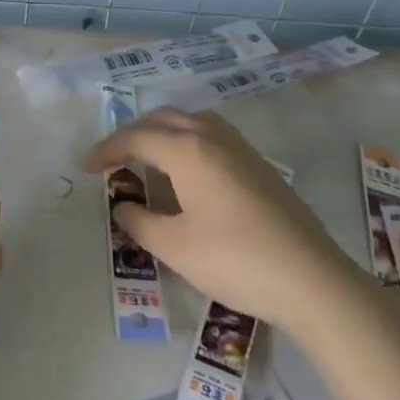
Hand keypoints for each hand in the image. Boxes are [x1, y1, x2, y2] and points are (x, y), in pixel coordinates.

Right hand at [85, 107, 360, 333]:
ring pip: (190, 120)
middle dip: (132, 134)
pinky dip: (186, 140)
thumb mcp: (175, 247)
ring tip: (146, 158)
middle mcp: (212, 136)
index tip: (87, 168)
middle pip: (162, 119)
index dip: (106, 150)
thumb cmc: (236, 260)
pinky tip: (187, 171)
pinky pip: (210, 134)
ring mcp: (240, 147)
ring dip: (161, 132)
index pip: (135, 138)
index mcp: (187, 150)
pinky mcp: (258, 164)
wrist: (313, 280)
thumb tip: (123, 206)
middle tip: (113, 160)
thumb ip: (139, 222)